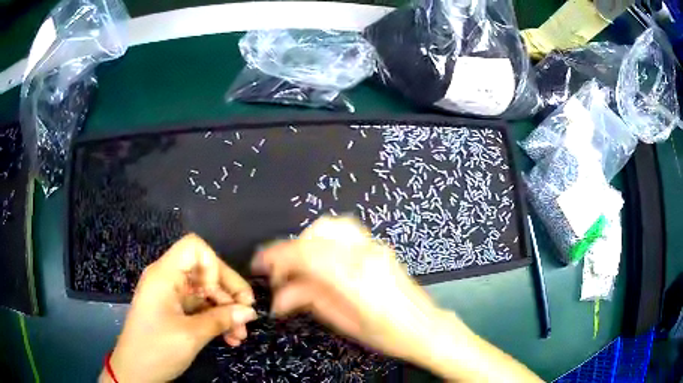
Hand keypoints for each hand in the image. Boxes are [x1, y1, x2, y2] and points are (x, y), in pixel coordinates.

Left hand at [100, 234, 256, 382]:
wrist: (134, 372)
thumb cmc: (157, 349)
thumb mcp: (191, 335)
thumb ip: (221, 320)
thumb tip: (250, 311)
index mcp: (164, 275)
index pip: (195, 248)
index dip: (214, 266)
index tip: (225, 294)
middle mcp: (167, 279)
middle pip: (204, 272)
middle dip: (228, 295)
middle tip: (247, 318)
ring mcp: (170, 296)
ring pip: (205, 293)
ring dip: (225, 312)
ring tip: (240, 335)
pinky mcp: (174, 312)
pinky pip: (200, 308)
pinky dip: (215, 320)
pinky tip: (229, 338)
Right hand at [251, 216, 447, 364]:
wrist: (425, 327)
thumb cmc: (389, 334)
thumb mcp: (344, 323)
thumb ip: (309, 301)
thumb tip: (280, 295)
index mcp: (355, 279)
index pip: (305, 255)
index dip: (276, 257)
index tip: (261, 265)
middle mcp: (365, 256)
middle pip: (313, 237)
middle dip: (287, 251)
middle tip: (277, 272)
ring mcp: (374, 247)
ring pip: (328, 227)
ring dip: (305, 241)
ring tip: (296, 264)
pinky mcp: (378, 246)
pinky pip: (344, 229)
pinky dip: (323, 237)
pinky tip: (319, 255)